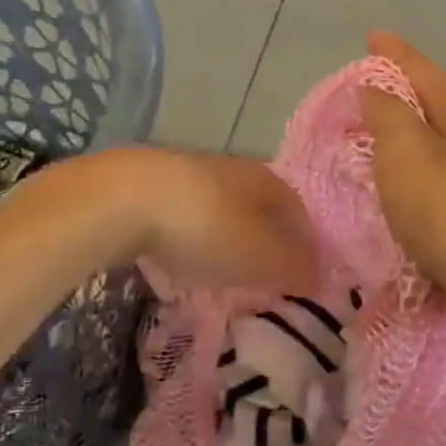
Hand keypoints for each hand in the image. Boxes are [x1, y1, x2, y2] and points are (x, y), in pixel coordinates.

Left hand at [96, 147, 318, 291]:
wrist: (126, 198)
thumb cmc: (208, 227)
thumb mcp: (263, 256)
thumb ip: (295, 266)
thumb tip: (319, 275)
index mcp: (268, 180)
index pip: (299, 212)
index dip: (305, 245)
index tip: (304, 275)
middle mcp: (235, 169)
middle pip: (261, 208)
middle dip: (266, 240)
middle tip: (267, 275)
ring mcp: (191, 173)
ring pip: (223, 209)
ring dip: (229, 237)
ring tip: (226, 269)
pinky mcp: (153, 185)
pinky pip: (188, 215)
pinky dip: (195, 235)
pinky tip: (185, 255)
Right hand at [361, 32, 445, 362]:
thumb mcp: (408, 157)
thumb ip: (389, 116)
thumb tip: (377, 89)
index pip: (423, 70)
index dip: (394, 53)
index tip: (373, 36)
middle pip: (437, 107)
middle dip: (402, 99)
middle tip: (362, 99)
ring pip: (443, 152)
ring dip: (412, 146)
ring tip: (377, 149)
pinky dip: (422, 189)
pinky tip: (407, 205)